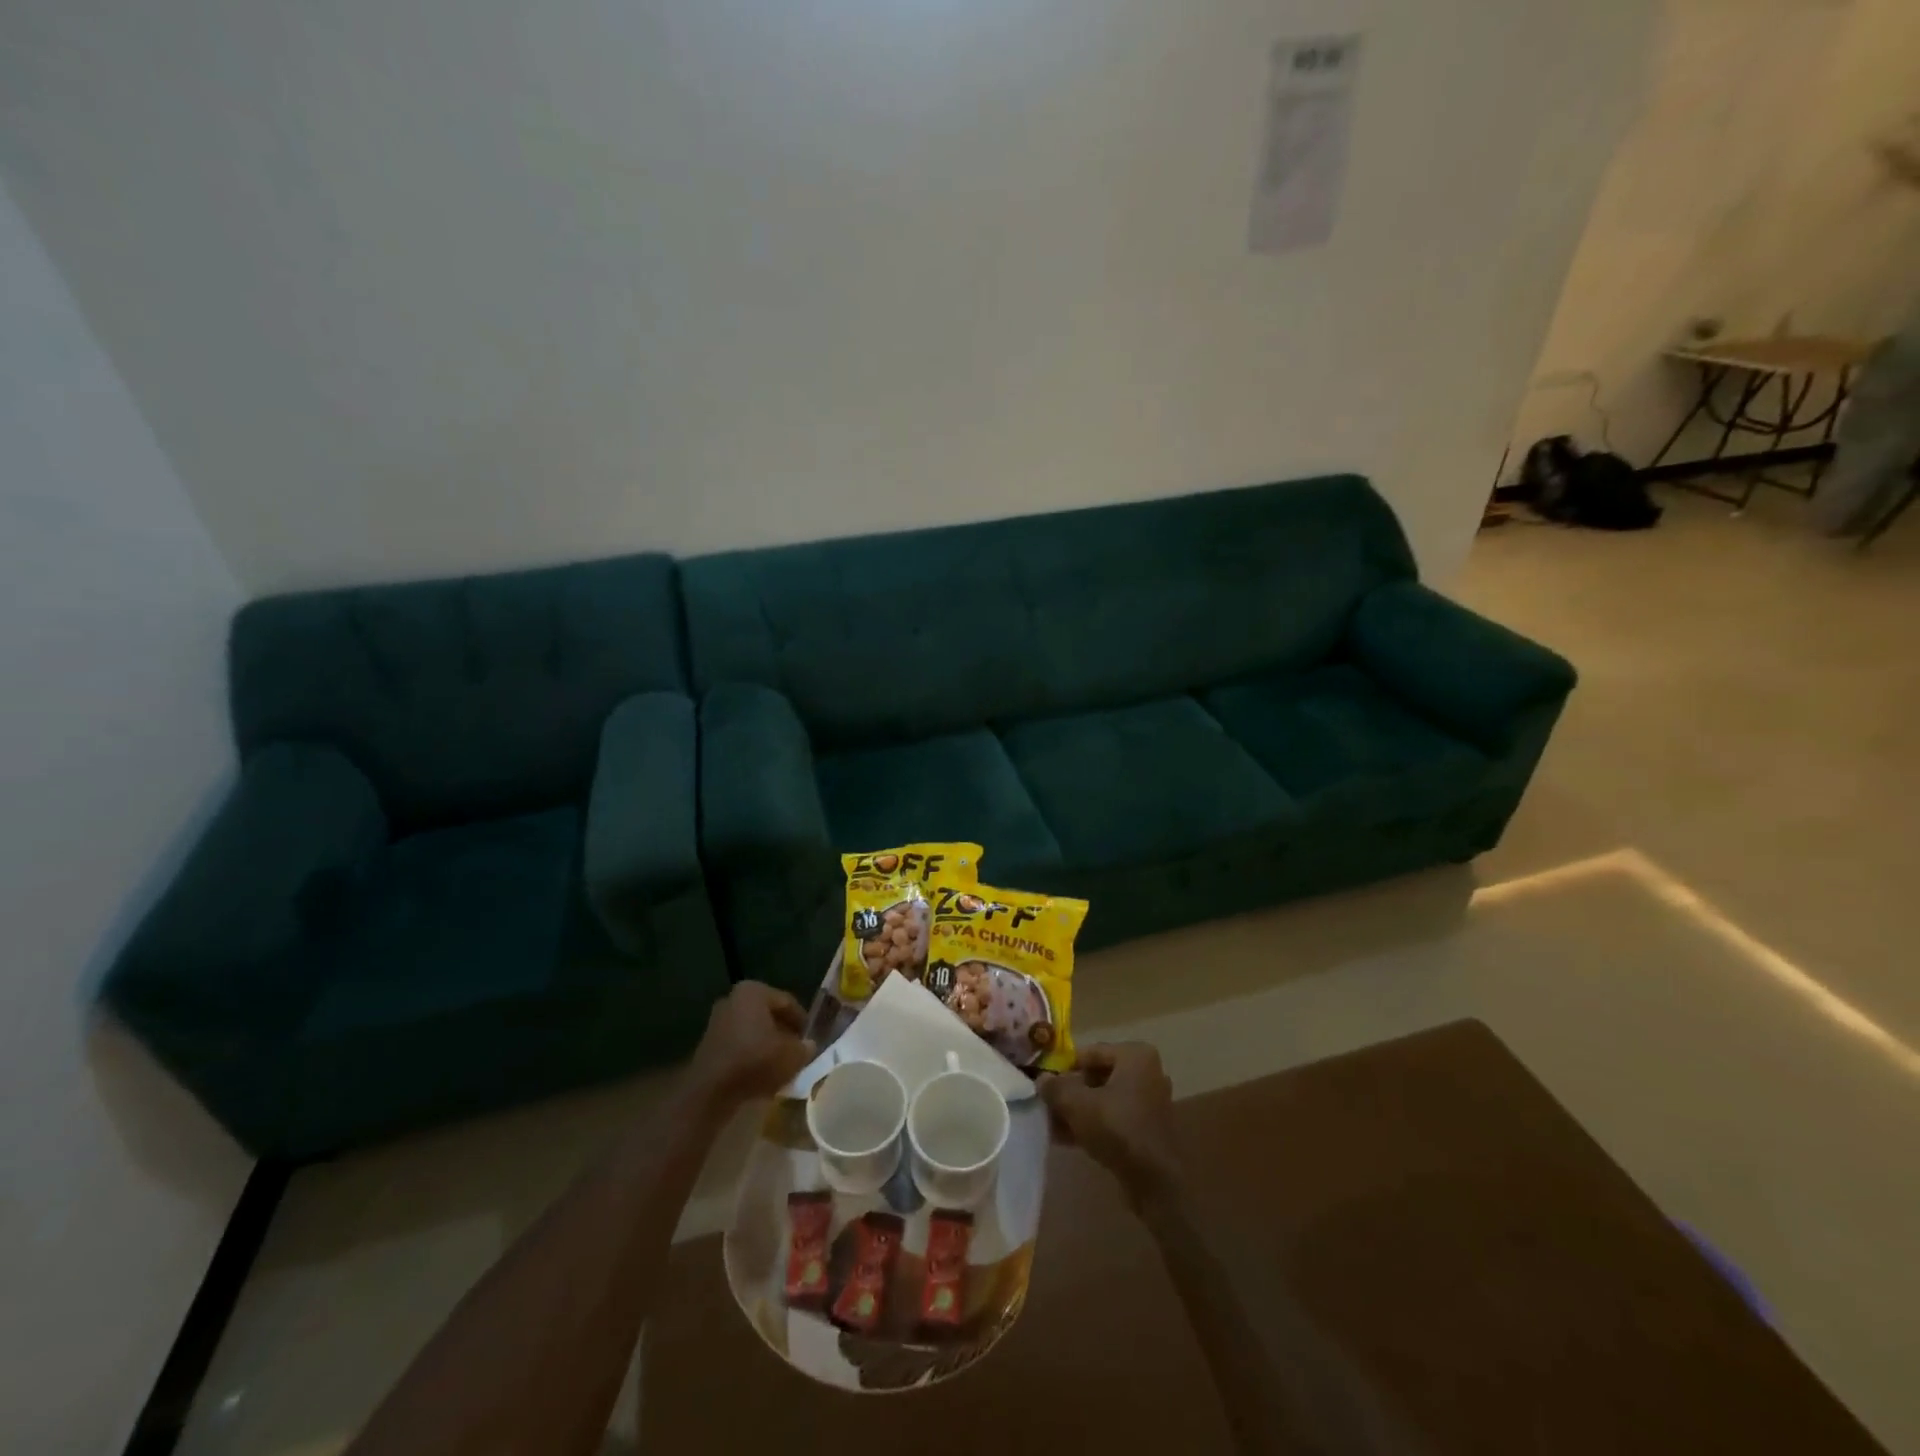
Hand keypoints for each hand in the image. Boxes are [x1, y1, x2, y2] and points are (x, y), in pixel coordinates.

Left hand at [686, 982, 814, 1113]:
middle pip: (768, 1015)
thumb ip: (804, 1048)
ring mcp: (717, 1021)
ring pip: (753, 1031)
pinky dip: (751, 1055)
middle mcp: (733, 999)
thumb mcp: (792, 1055)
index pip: (786, 1002)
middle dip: (783, 1032)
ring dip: (767, 1045)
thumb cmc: (755, 1060)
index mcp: (753, 991)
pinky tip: (762, 1074)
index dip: (802, 1021)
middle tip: (797, 1051)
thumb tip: (808, 1046)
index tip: (811, 1039)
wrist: (710, 1091)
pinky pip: (739, 1045)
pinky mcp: (709, 1044)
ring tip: (782, 1065)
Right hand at [1040, 1042, 1182, 1211]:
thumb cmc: (1117, 1127)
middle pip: (1097, 1077)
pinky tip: (1066, 1139)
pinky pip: (1113, 1119)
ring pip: (1104, 1100)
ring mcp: (1149, 1102)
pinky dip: (1092, 1125)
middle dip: (1071, 1092)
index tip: (1045, 1082)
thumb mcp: (1077, 1103)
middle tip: (1046, 1104)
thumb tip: (1041, 1079)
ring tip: (1050, 1124)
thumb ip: (1056, 1087)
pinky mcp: (1147, 1129)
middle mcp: (1147, 1073)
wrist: (1154, 1181)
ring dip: (1078, 1111)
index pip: (1090, 1052)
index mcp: (1135, 1055)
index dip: (1064, 1067)